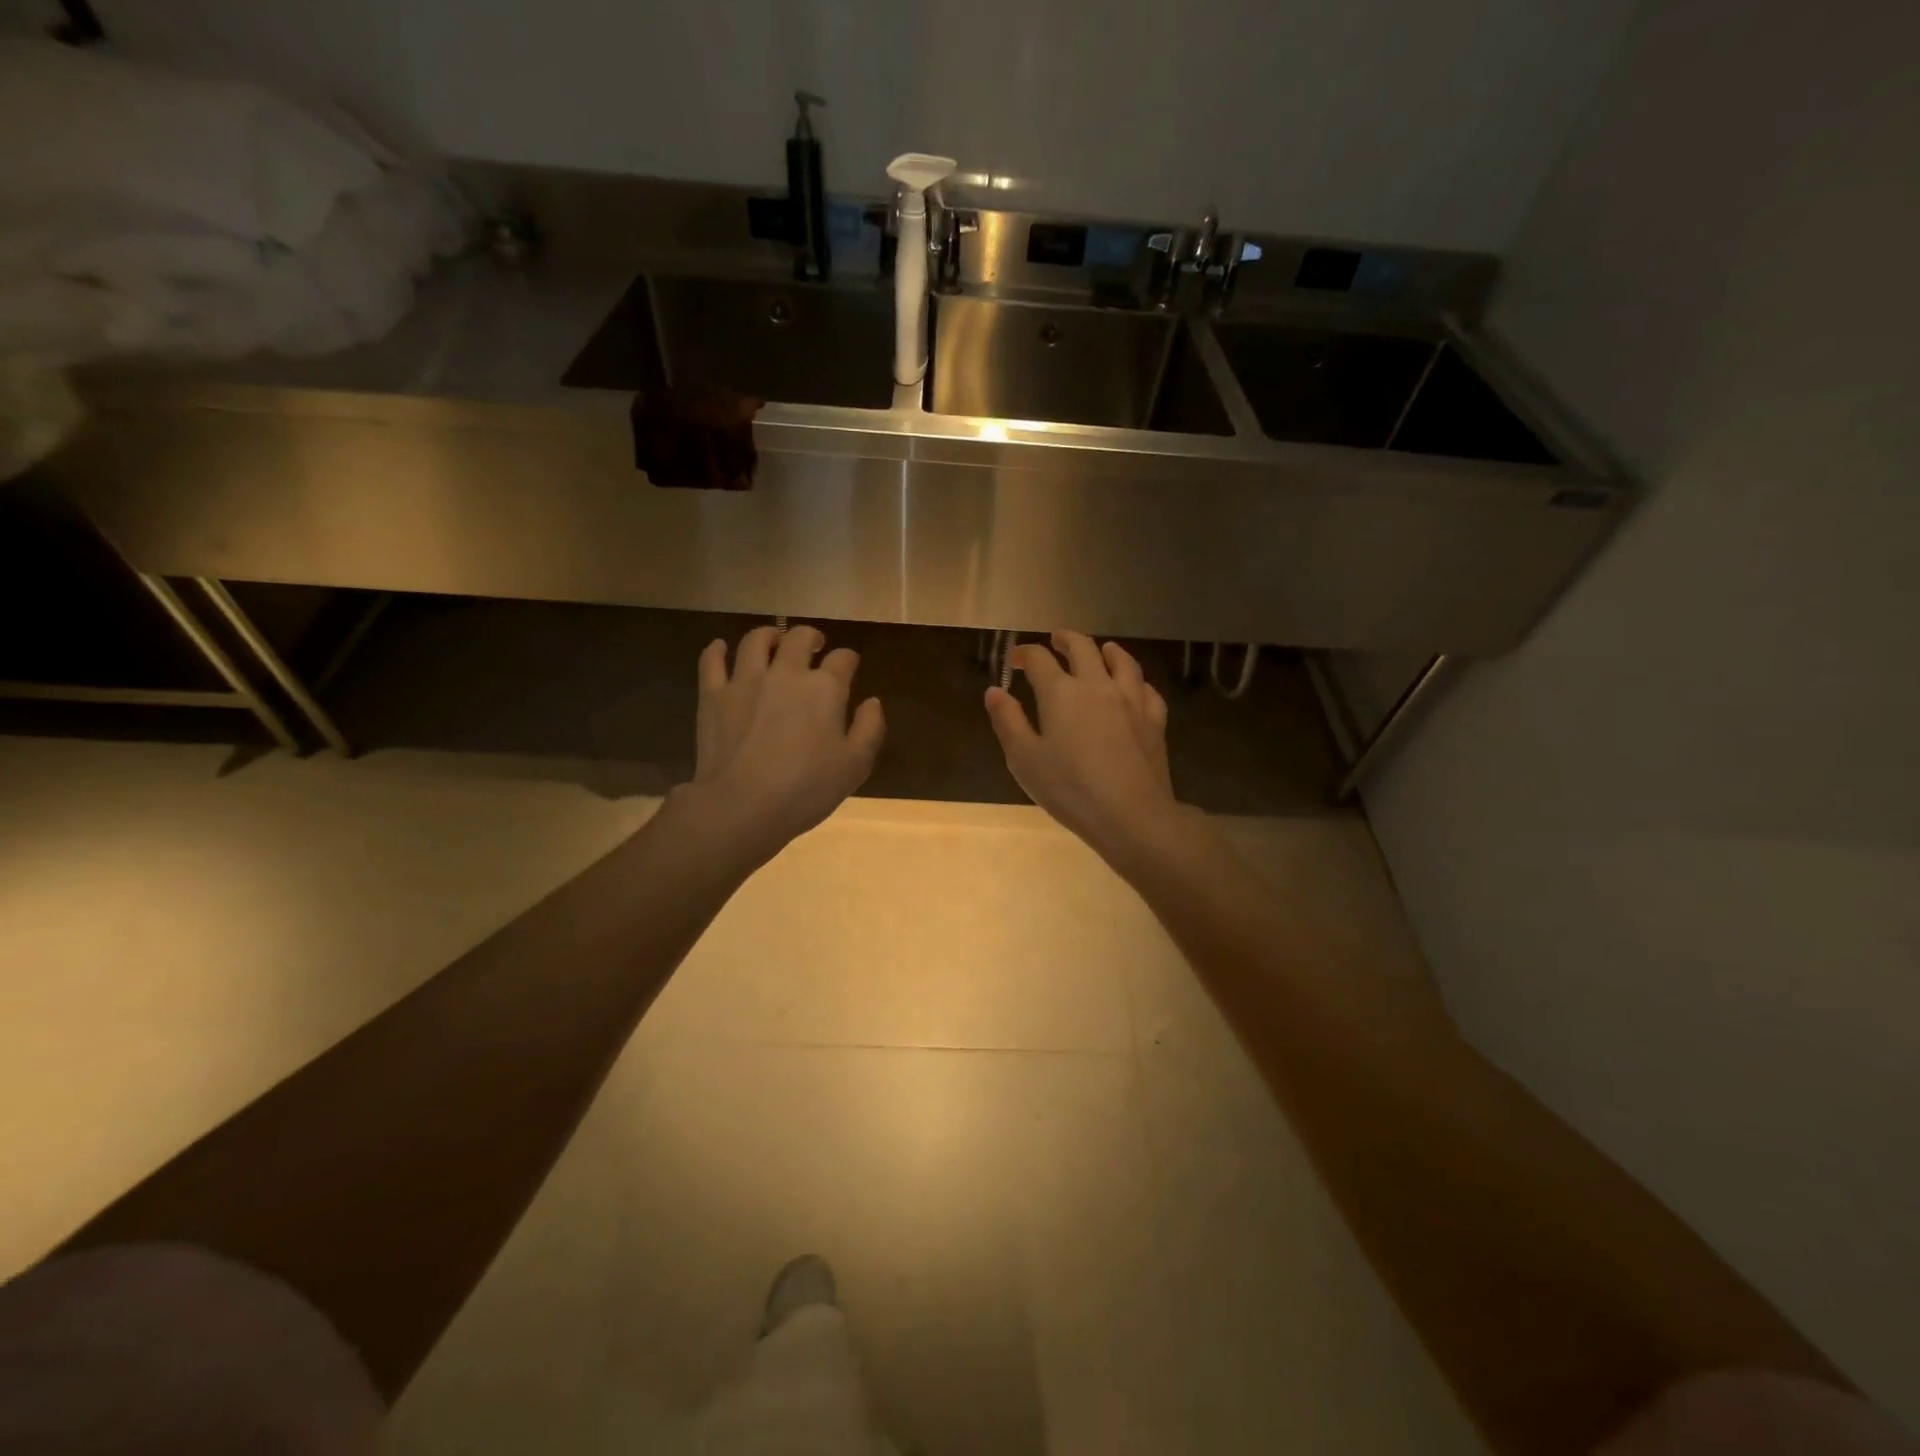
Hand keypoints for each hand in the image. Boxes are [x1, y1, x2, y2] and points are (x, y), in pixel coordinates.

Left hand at [684, 625, 884, 861]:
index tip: (850, 667)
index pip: (843, 659)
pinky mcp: (713, 695)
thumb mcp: (855, 765)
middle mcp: (786, 672)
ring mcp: (745, 680)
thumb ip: (870, 728)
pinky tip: (721, 647)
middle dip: (811, 637)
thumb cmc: (806, 789)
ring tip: (774, 641)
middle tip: (814, 646)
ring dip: (769, 635)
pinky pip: (712, 661)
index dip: (849, 660)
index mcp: (824, 688)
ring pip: (756, 640)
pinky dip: (717, 650)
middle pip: (799, 637)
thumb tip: (872, 701)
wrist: (742, 806)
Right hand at [984, 630, 1181, 859]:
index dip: (1024, 654)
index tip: (1015, 659)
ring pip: (1123, 662)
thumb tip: (994, 691)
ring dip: (1108, 651)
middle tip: (1056, 640)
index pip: (1039, 660)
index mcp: (1061, 692)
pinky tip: (1135, 688)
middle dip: (1066, 639)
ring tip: (1102, 649)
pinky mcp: (1154, 722)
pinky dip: (1137, 682)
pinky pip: (1147, 690)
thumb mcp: (1024, 759)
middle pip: (1083, 648)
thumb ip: (1008, 721)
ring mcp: (1131, 701)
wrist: (1131, 815)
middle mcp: (1097, 686)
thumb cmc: (1070, 789)